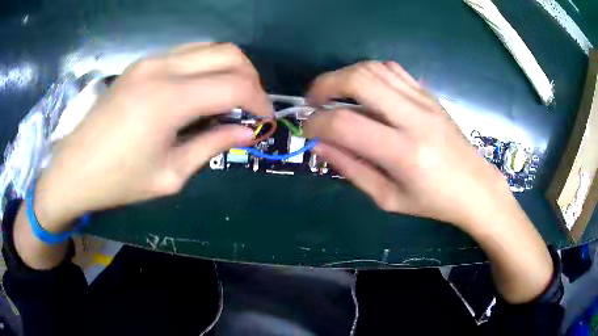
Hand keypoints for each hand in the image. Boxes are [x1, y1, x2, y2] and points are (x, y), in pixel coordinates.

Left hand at [35, 43, 271, 231]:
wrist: (75, 168)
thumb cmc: (119, 181)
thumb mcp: (170, 174)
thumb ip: (212, 146)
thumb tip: (247, 133)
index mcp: (169, 99)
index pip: (235, 85)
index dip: (259, 101)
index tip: (265, 121)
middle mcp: (163, 68)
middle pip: (228, 53)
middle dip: (250, 78)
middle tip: (251, 107)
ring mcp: (150, 60)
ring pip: (209, 48)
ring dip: (229, 69)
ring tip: (230, 98)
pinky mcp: (142, 63)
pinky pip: (187, 54)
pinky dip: (206, 67)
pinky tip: (201, 91)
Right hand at [304, 61, 552, 302]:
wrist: (474, 186)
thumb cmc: (433, 202)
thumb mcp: (388, 198)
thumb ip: (352, 169)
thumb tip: (321, 145)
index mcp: (403, 153)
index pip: (345, 124)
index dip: (316, 123)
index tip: (307, 130)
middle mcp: (413, 118)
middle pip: (359, 80)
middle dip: (325, 85)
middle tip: (313, 101)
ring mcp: (423, 101)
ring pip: (373, 68)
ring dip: (344, 75)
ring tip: (334, 94)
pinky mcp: (429, 94)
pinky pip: (392, 69)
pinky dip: (368, 72)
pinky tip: (363, 89)